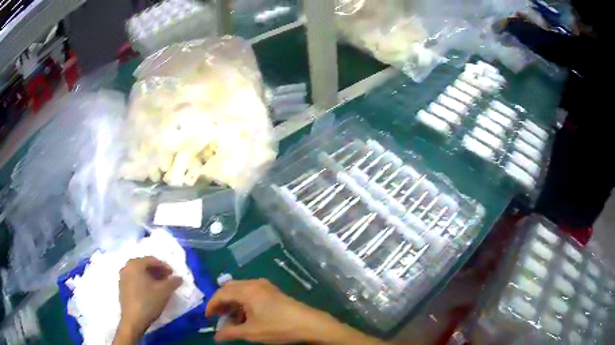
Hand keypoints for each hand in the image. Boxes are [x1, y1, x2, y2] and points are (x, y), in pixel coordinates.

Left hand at [113, 256, 181, 344]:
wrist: (133, 319)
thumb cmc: (148, 302)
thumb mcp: (164, 292)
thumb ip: (173, 282)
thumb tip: (178, 277)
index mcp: (135, 264)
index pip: (152, 260)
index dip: (164, 266)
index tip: (173, 274)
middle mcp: (127, 267)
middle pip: (144, 265)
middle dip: (157, 271)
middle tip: (167, 279)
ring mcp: (122, 277)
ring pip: (138, 272)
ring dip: (150, 276)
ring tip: (159, 286)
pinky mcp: (122, 287)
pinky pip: (134, 279)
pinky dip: (143, 282)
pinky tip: (149, 291)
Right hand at [205, 279, 384, 343]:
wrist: (309, 324)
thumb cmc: (278, 327)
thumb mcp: (251, 332)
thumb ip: (230, 333)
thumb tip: (216, 336)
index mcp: (247, 290)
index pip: (221, 293)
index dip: (212, 305)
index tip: (207, 317)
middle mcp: (254, 283)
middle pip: (230, 289)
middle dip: (222, 303)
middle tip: (217, 317)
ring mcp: (265, 286)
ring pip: (241, 291)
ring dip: (233, 304)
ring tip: (232, 320)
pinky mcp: (273, 292)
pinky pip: (252, 293)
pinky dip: (244, 303)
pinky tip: (246, 317)